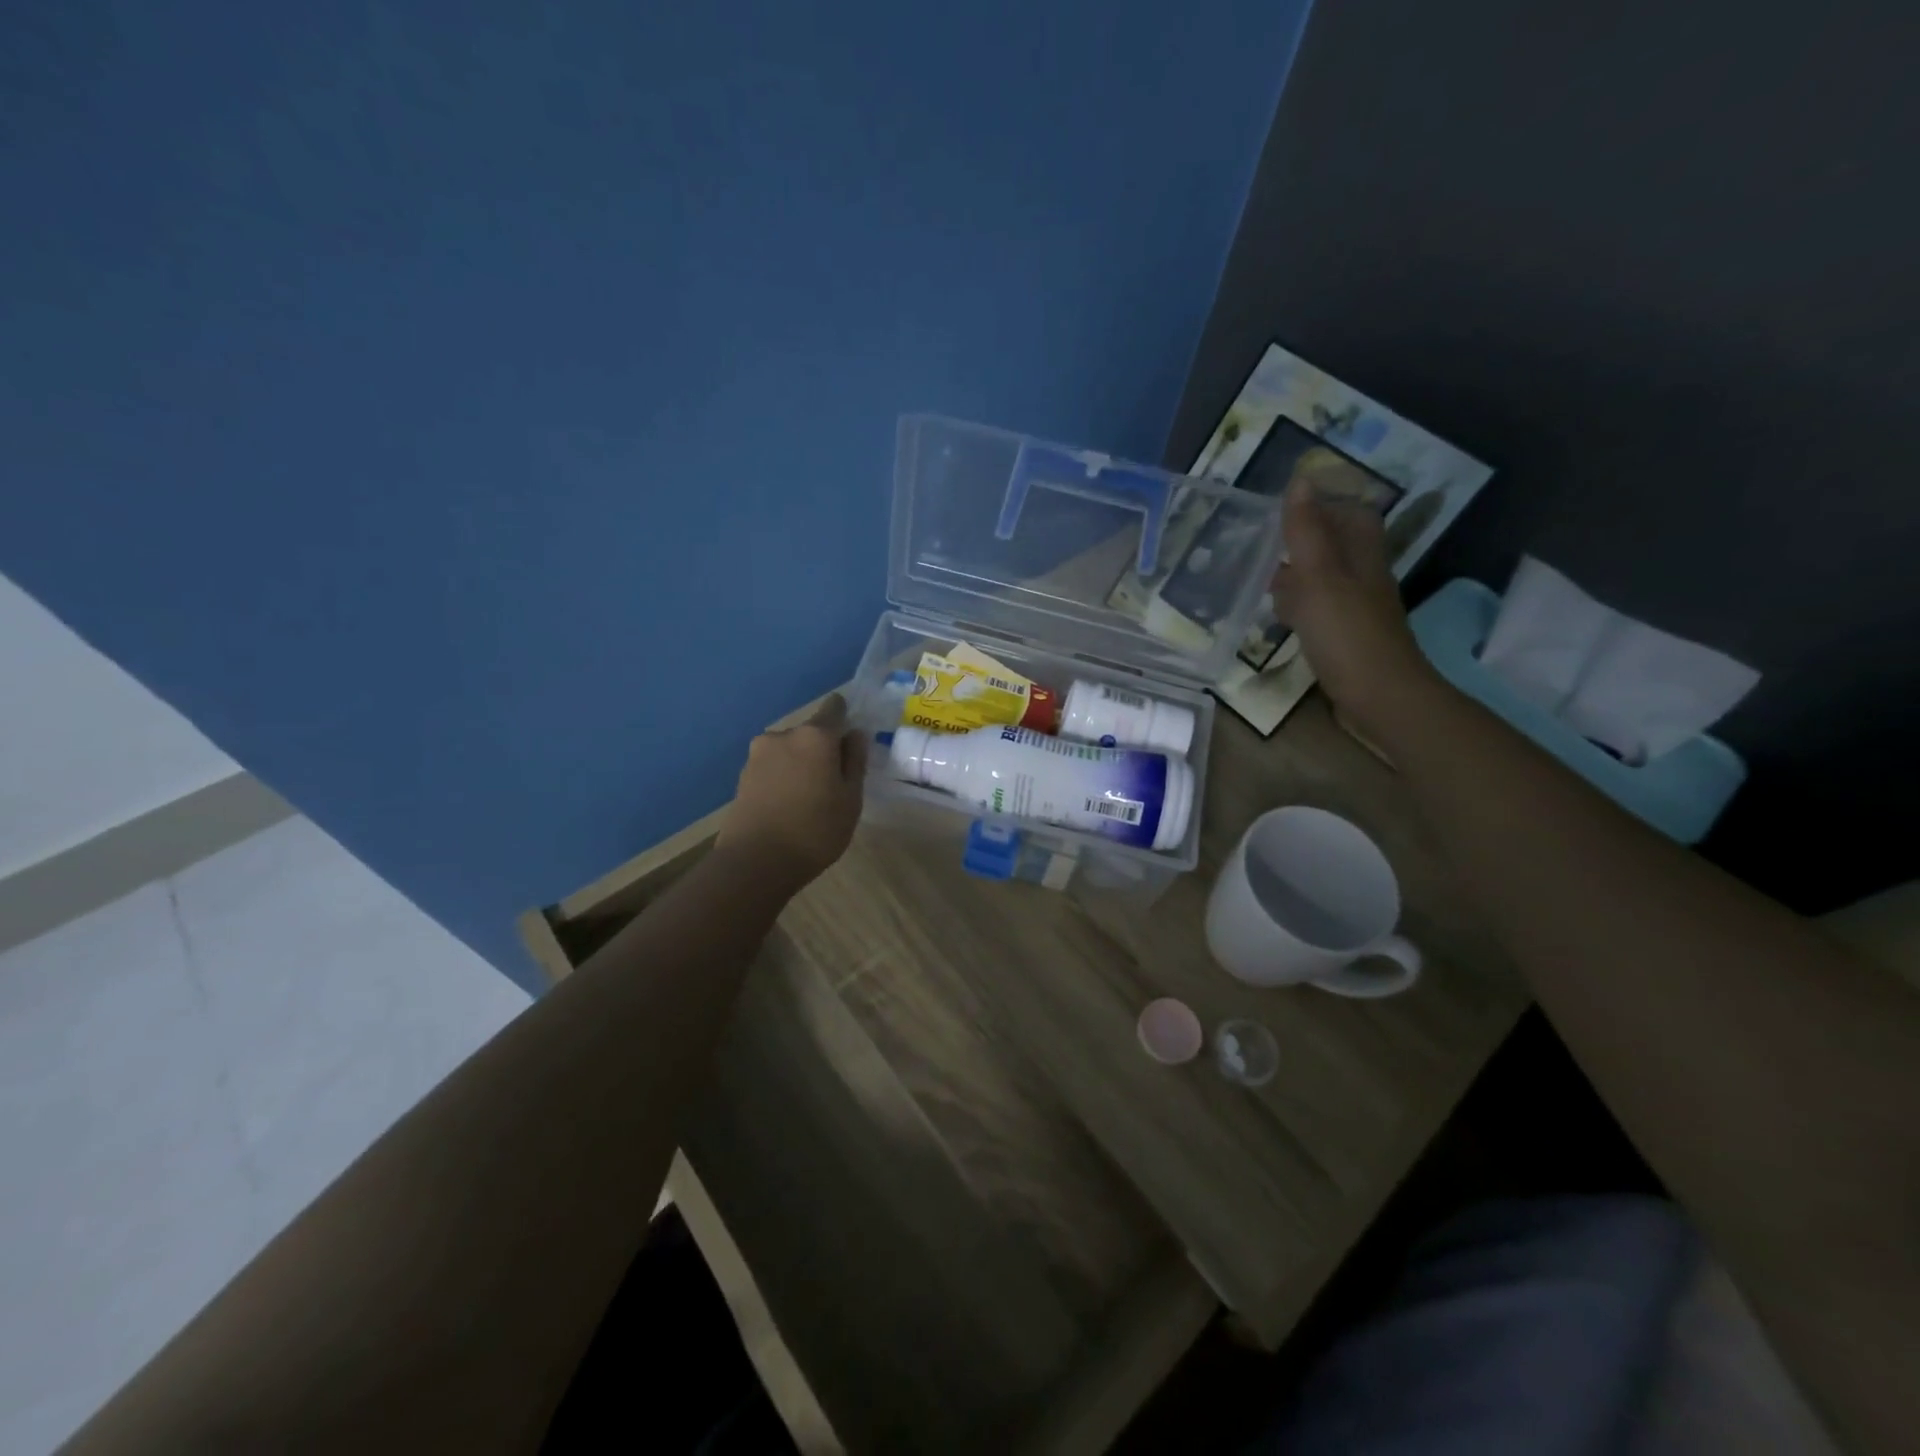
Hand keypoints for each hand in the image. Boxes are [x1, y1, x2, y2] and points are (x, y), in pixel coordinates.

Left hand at [717, 693, 866, 890]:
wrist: (754, 862)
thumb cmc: (814, 830)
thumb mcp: (850, 799)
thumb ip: (854, 761)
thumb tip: (855, 735)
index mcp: (815, 736)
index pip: (834, 708)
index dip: (845, 718)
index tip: (851, 742)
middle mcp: (783, 735)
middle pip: (811, 732)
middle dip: (822, 749)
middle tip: (833, 782)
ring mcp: (758, 754)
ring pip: (790, 750)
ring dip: (801, 764)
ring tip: (809, 799)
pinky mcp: (742, 775)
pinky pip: (773, 767)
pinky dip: (783, 778)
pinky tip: (788, 806)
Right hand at [1272, 479, 1438, 733]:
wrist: (1378, 697)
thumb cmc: (1347, 633)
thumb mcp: (1319, 576)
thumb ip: (1306, 532)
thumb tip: (1301, 480)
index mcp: (1361, 555)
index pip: (1351, 514)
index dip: (1325, 505)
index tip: (1286, 507)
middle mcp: (1363, 577)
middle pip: (1336, 546)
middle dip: (1303, 542)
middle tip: (1264, 544)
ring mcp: (1356, 610)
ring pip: (1325, 580)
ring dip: (1297, 576)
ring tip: (1262, 579)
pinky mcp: (1346, 639)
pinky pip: (1320, 612)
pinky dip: (1299, 609)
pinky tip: (1280, 618)